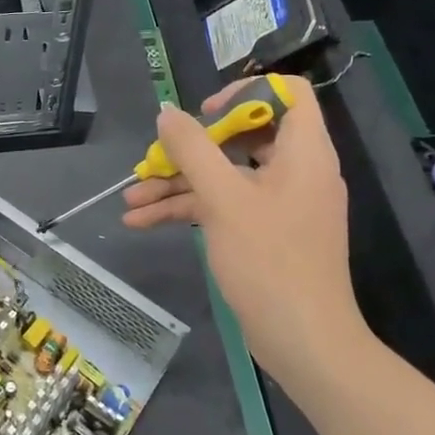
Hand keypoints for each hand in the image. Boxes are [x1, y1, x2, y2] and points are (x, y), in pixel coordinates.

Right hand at [122, 77, 367, 381]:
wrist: (304, 341)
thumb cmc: (270, 260)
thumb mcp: (223, 199)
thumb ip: (193, 149)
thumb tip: (167, 113)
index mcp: (303, 151)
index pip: (286, 93)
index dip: (244, 93)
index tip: (206, 114)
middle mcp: (296, 170)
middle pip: (243, 136)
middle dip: (191, 148)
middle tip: (156, 158)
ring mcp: (279, 203)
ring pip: (225, 176)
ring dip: (178, 184)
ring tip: (130, 199)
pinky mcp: (265, 233)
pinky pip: (225, 206)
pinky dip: (189, 210)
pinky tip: (143, 222)